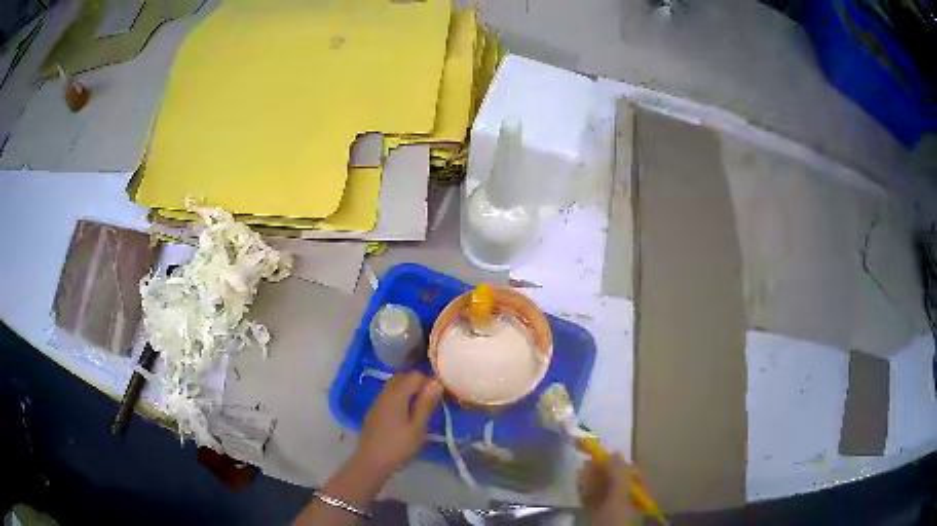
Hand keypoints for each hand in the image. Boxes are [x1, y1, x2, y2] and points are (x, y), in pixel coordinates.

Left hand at [354, 371, 443, 476]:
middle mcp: (385, 393)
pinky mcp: (375, 411)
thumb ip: (426, 403)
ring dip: (409, 392)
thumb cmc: (398, 446)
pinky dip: (400, 399)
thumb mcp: (418, 427)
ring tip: (421, 410)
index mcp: (396, 394)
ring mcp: (377, 401)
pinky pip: (389, 396)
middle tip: (431, 403)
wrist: (371, 462)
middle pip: (404, 377)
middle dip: (419, 385)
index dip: (429, 383)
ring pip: (396, 386)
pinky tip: (406, 416)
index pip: (416, 375)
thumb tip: (437, 381)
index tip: (438, 398)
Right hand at [578, 453, 634, 525]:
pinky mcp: (598, 515)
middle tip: (587, 463)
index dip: (617, 464)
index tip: (602, 458)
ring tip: (580, 474)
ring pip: (602, 489)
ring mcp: (612, 508)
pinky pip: (594, 499)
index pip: (631, 473)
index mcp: (640, 494)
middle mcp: (628, 499)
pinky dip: (587, 492)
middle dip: (601, 471)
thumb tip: (614, 452)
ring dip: (591, 480)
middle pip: (615, 479)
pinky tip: (579, 487)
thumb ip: (618, 475)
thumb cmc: (615, 520)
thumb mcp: (619, 496)